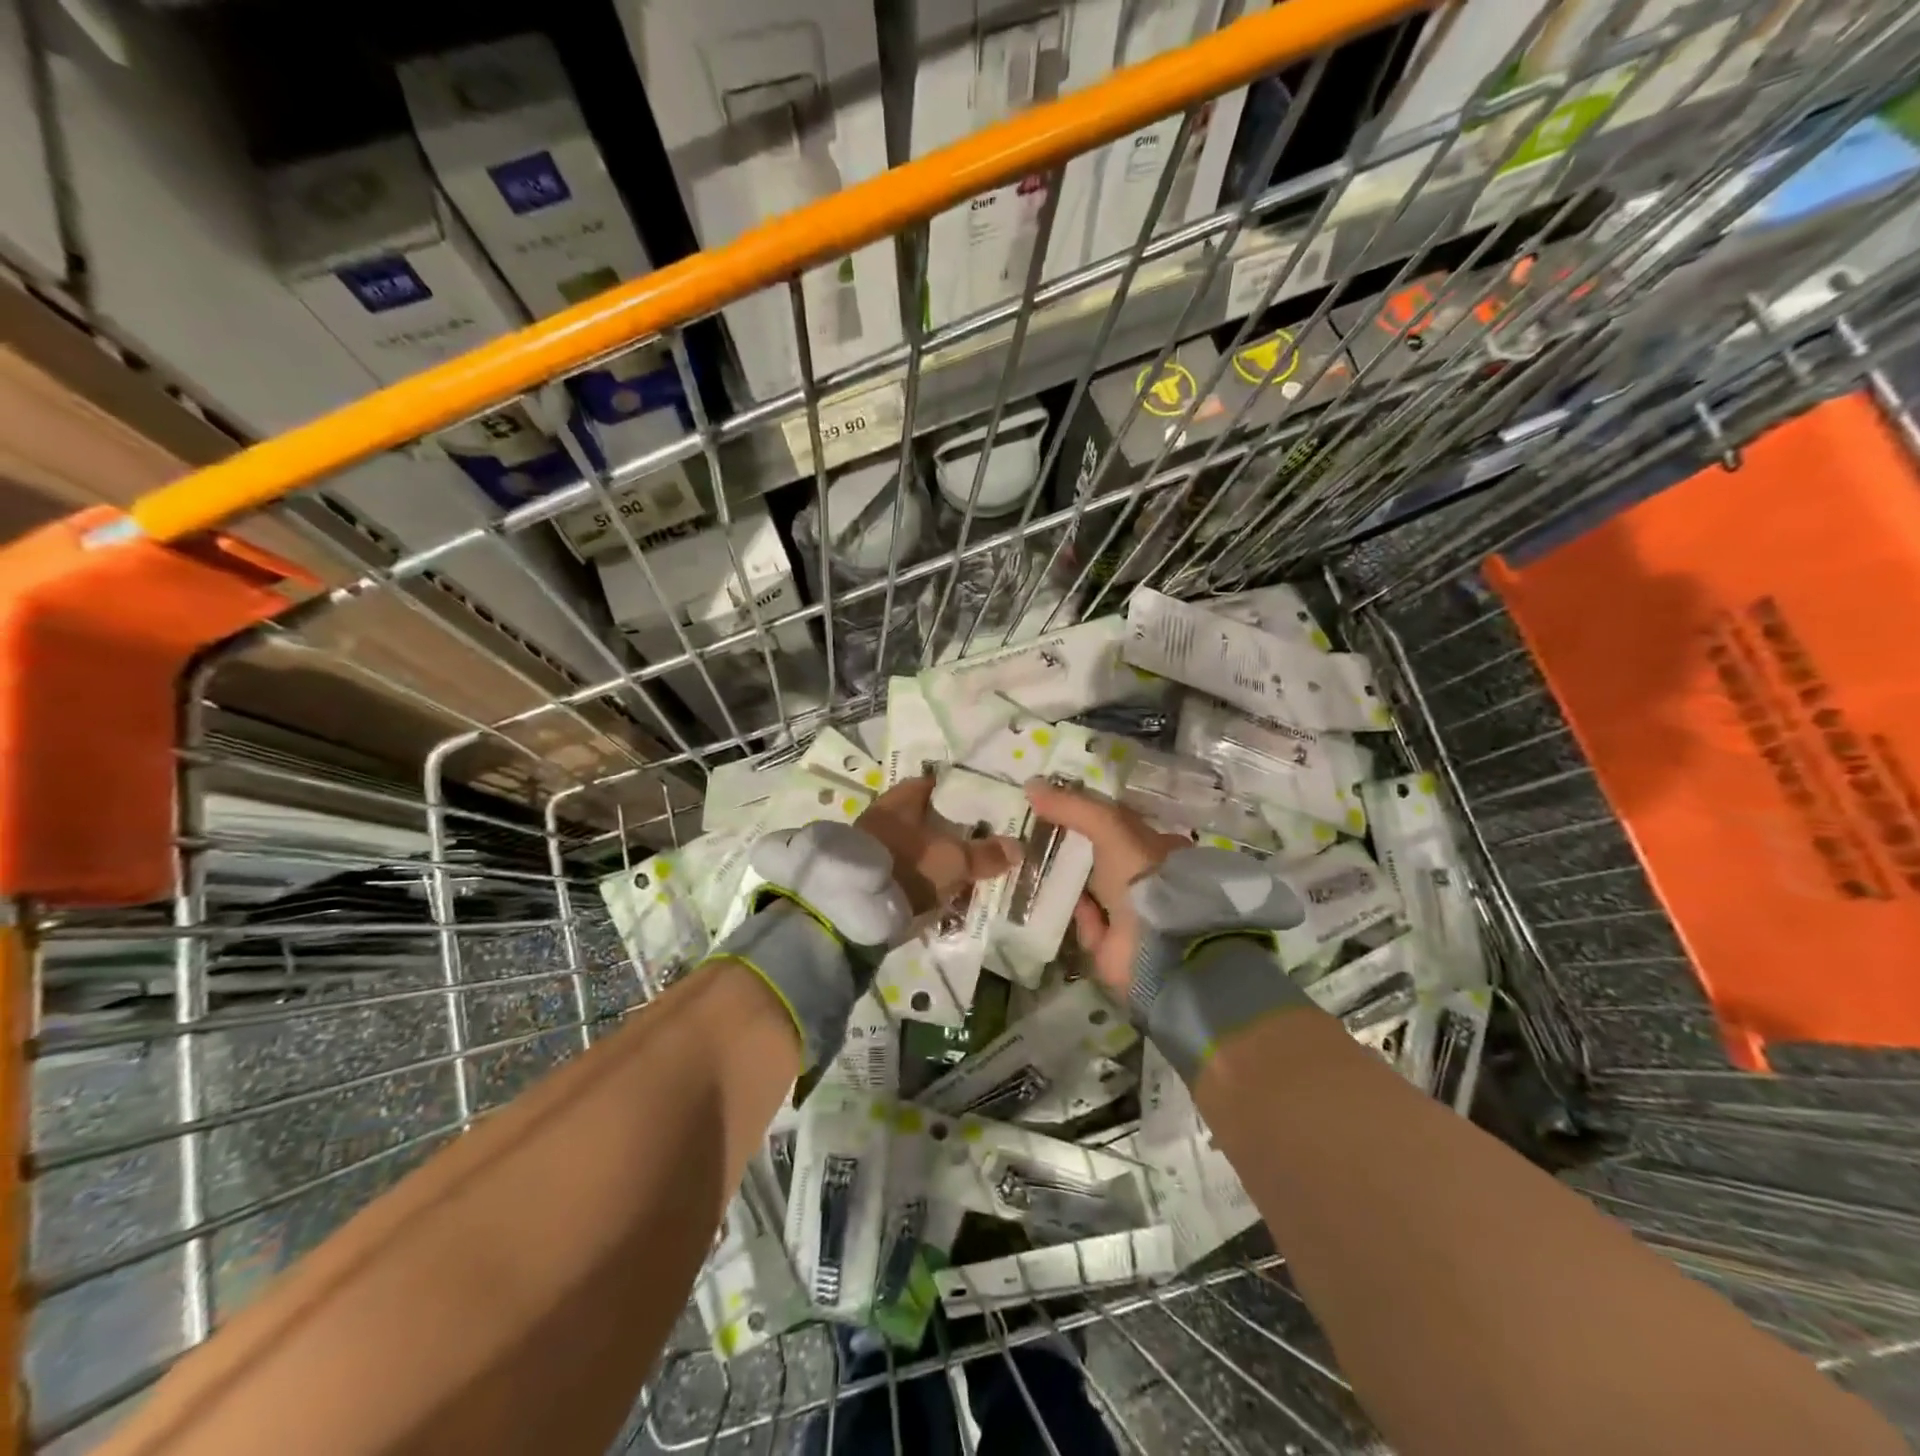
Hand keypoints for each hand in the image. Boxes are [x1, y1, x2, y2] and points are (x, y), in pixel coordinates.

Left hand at [856, 777, 1022, 918]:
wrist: (856, 906)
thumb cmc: (909, 865)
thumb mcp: (954, 860)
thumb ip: (986, 854)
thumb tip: (1017, 847)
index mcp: (901, 799)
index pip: (930, 784)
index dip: (954, 792)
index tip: (976, 803)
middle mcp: (882, 815)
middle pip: (920, 816)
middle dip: (945, 828)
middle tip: (973, 839)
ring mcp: (871, 845)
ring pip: (910, 844)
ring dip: (931, 854)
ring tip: (958, 868)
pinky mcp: (866, 874)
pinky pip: (901, 868)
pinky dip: (917, 875)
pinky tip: (935, 888)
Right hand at [1024, 778, 1185, 997]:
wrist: (1156, 944)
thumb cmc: (1140, 875)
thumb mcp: (1109, 827)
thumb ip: (1073, 807)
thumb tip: (1031, 785)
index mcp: (1156, 848)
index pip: (1118, 826)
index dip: (1087, 815)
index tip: (1053, 808)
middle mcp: (1145, 879)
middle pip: (1101, 857)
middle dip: (1071, 848)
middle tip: (1032, 835)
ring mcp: (1130, 913)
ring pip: (1089, 889)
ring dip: (1064, 880)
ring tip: (1028, 862)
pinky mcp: (1112, 944)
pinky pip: (1083, 921)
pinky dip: (1068, 912)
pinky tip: (1043, 898)